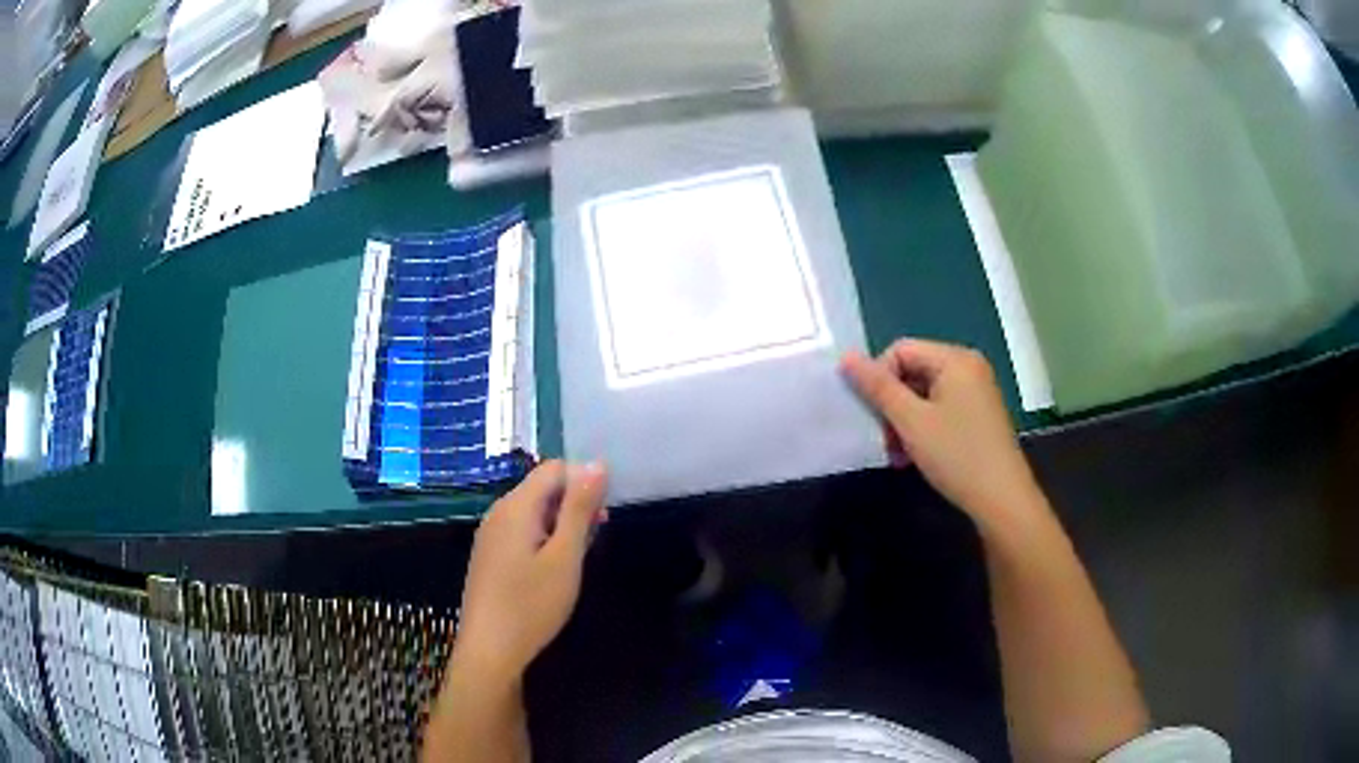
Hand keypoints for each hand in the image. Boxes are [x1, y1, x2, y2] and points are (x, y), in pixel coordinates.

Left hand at [454, 461, 607, 679]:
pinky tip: (556, 568)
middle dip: (574, 503)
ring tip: (581, 555)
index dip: (584, 481)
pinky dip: (545, 539)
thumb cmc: (531, 605)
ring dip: (562, 523)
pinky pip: (523, 531)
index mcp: (516, 507)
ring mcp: (492, 535)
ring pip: (534, 511)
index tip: (604, 512)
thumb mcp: (564, 557)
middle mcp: (499, 513)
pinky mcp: (491, 556)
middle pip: (542, 488)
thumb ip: (579, 509)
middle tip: (597, 536)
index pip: (554, 468)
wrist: (489, 651)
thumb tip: (597, 463)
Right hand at [841, 339, 1042, 528]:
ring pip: (924, 395)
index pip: (901, 350)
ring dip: (904, 421)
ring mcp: (976, 392)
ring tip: (896, 454)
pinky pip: (940, 409)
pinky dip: (923, 428)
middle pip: (913, 371)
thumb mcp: (911, 422)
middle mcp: (968, 367)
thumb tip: (846, 357)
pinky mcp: (978, 415)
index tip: (872, 415)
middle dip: (892, 404)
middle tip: (882, 439)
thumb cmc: (956, 455)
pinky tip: (914, 456)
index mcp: (955, 359)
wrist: (1002, 499)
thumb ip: (878, 388)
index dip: (879, 378)